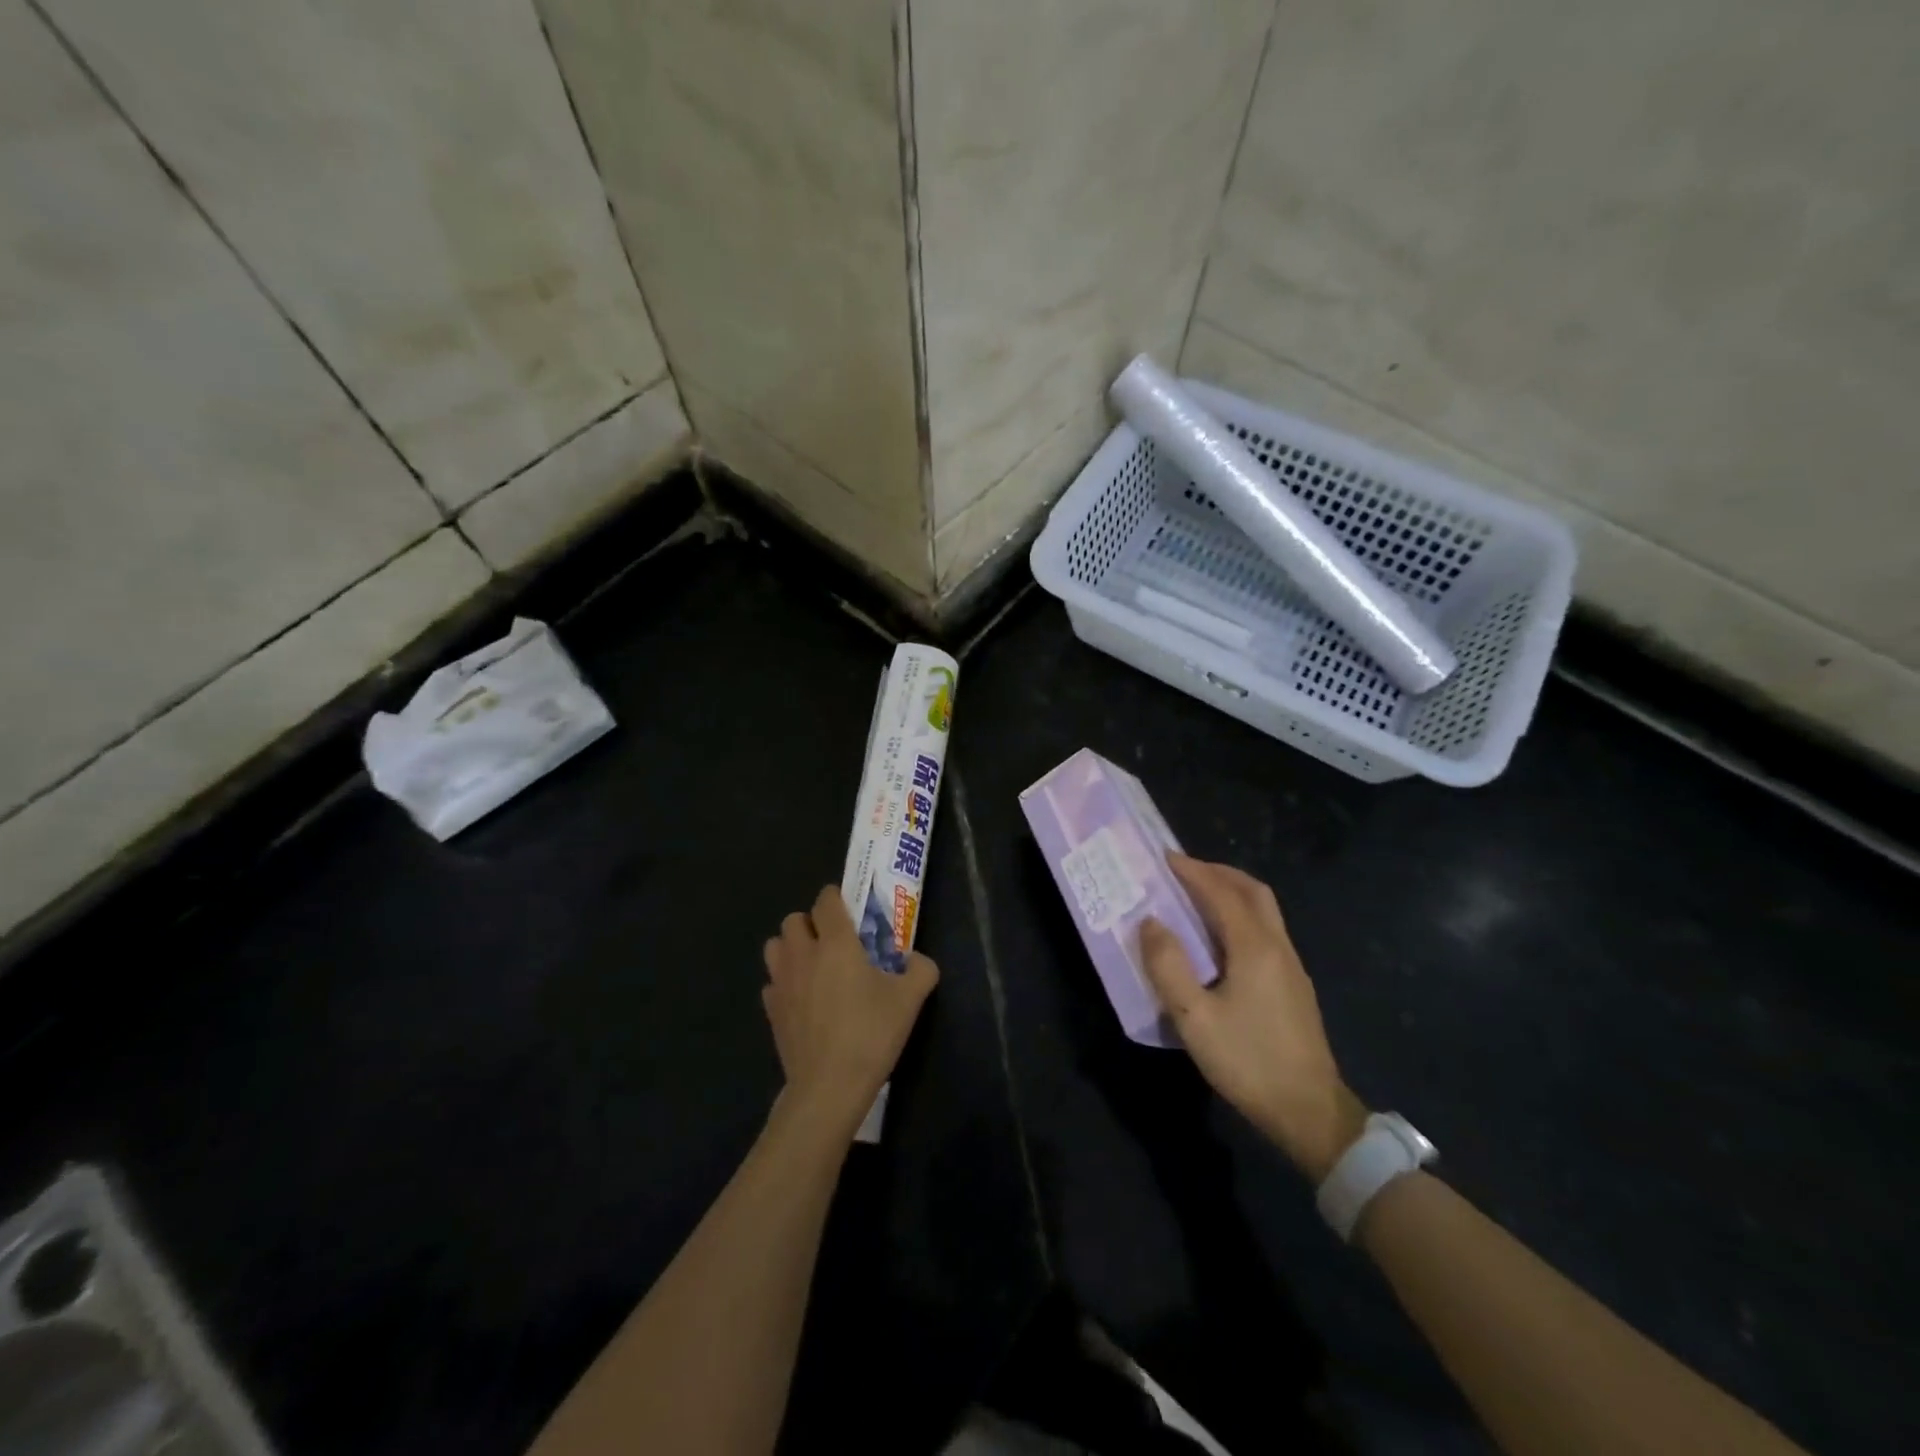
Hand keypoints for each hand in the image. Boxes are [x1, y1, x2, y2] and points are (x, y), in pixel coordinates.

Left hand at [762, 886, 938, 1137]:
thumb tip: (918, 960)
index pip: (826, 900)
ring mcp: (782, 983)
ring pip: (775, 947)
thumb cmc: (871, 1034)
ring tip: (812, 965)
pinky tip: (802, 999)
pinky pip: (772, 983)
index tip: (849, 909)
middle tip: (833, 941)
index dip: (836, 898)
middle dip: (811, 923)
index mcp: (836, 943)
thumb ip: (921, 970)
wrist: (828, 1086)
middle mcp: (803, 954)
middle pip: (793, 919)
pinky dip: (784, 983)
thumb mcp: (910, 999)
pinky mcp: (771, 1011)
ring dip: (791, 948)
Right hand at [1139, 855, 1367, 1181]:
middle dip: (1218, 873)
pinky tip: (1219, 939)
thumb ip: (1169, 966)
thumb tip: (1150, 922)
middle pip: (1252, 891)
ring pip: (1264, 910)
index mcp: (1254, 948)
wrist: (1310, 1112)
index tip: (1164, 858)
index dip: (1193, 871)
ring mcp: (1291, 966)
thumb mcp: (1194, 1018)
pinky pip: (1266, 931)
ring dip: (1231, 892)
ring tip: (1196, 897)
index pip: (1221, 893)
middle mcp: (1278, 946)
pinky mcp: (1294, 985)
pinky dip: (1240, 915)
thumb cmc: (1248, 1061)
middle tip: (1183, 871)